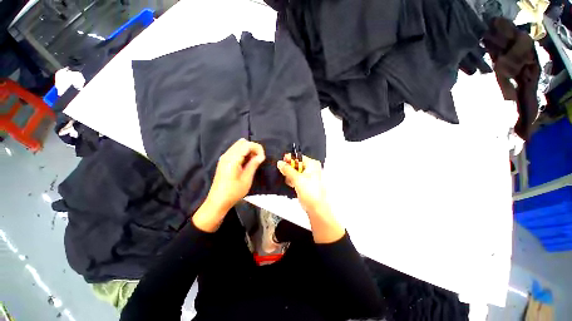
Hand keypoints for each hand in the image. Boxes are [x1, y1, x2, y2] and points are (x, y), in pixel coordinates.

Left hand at [193, 139, 264, 231]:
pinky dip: (243, 153)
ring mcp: (224, 157)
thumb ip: (253, 164)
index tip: (262, 158)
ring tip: (253, 161)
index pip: (247, 145)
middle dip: (253, 148)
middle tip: (258, 159)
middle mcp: (227, 155)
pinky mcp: (223, 161)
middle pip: (242, 142)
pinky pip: (235, 151)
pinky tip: (246, 162)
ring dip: (248, 150)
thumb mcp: (246, 179)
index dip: (257, 148)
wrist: (218, 201)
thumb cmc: (233, 192)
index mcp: (232, 159)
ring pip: (238, 146)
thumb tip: (261, 156)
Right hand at [277, 154, 343, 242]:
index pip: (298, 157)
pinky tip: (291, 184)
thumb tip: (280, 163)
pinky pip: (297, 178)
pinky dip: (293, 180)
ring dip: (290, 176)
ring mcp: (309, 176)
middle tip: (284, 173)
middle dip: (289, 169)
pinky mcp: (306, 183)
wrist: (316, 207)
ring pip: (295, 172)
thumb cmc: (311, 192)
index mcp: (312, 164)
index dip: (289, 159)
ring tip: (290, 181)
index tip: (281, 162)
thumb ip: (287, 170)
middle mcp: (311, 168)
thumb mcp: (297, 179)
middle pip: (296, 164)